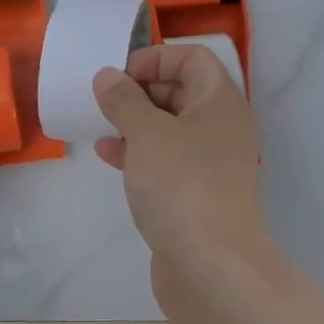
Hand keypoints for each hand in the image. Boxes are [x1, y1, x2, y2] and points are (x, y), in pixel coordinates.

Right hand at [92, 44, 269, 303]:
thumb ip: (124, 100)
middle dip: (142, 90)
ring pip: (171, 129)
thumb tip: (108, 77)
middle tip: (105, 100)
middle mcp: (222, 128)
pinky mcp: (197, 195)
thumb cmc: (182, 185)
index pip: (193, 58)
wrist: (212, 266)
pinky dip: (139, 153)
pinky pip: (167, 161)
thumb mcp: (147, 133)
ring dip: (136, 122)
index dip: (156, 57)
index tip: (119, 75)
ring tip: (101, 124)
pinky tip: (108, 156)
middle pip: (183, 91)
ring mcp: (211, 164)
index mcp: (221, 102)